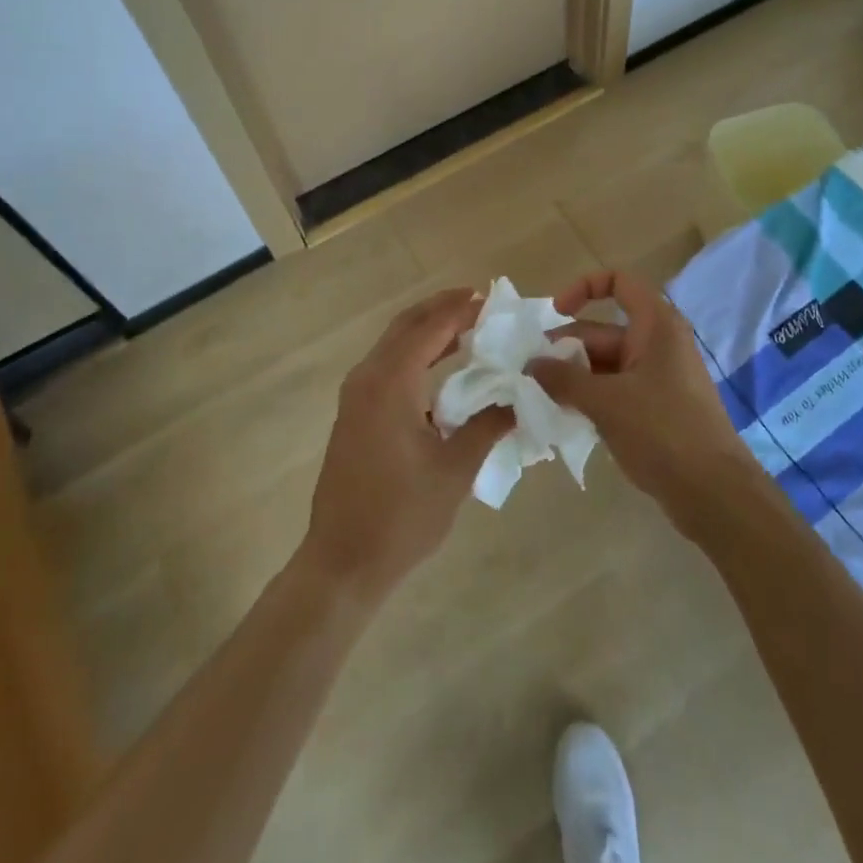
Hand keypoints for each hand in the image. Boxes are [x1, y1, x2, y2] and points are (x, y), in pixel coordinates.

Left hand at [301, 288, 512, 601]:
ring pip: (393, 343)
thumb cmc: (402, 515)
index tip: (493, 300)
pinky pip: (386, 365)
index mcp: (390, 383)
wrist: (343, 562)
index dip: (461, 310)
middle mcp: (367, 378)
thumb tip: (520, 396)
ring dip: (427, 330)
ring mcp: (355, 395)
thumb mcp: (455, 469)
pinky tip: (441, 366)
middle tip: (480, 302)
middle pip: (406, 325)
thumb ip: (489, 424)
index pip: (430, 328)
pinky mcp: (354, 413)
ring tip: (467, 326)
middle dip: (441, 309)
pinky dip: (414, 353)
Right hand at [526, 271, 759, 534]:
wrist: (713, 492)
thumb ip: (564, 379)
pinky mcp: (657, 407)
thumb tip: (531, 365)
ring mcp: (658, 377)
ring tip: (539, 397)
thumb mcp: (606, 401)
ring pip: (606, 364)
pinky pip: (616, 389)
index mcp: (655, 325)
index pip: (619, 282)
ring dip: (574, 377)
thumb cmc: (662, 431)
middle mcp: (658, 343)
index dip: (584, 288)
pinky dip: (591, 396)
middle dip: (566, 348)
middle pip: (603, 330)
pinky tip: (564, 416)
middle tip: (529, 374)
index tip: (555, 313)